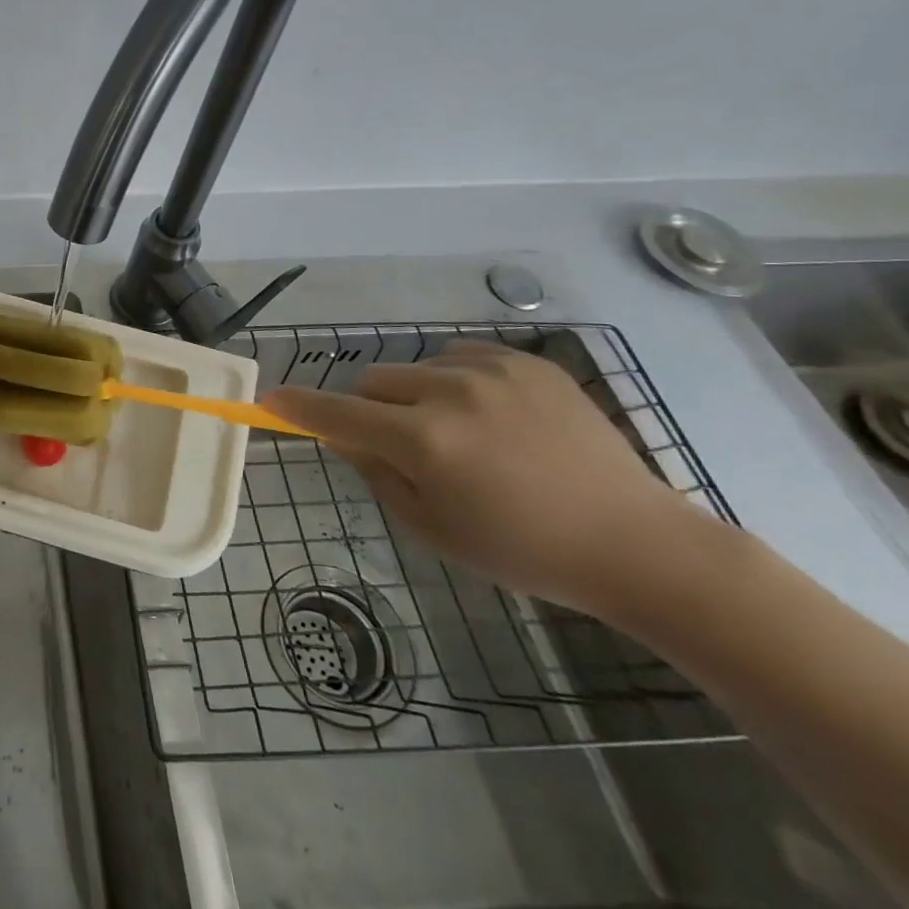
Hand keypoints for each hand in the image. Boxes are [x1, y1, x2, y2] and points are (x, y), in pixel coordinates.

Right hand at [264, 340, 705, 615]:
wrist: (637, 544)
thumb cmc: (523, 550)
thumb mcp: (432, 529)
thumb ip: (376, 473)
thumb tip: (345, 435)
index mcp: (424, 441)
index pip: (337, 413)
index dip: (298, 407)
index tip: (271, 400)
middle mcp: (450, 393)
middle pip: (373, 383)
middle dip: (372, 410)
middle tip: (404, 446)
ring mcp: (493, 371)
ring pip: (416, 369)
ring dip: (416, 396)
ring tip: (460, 433)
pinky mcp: (528, 362)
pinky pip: (461, 357)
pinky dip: (457, 381)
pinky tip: (492, 415)